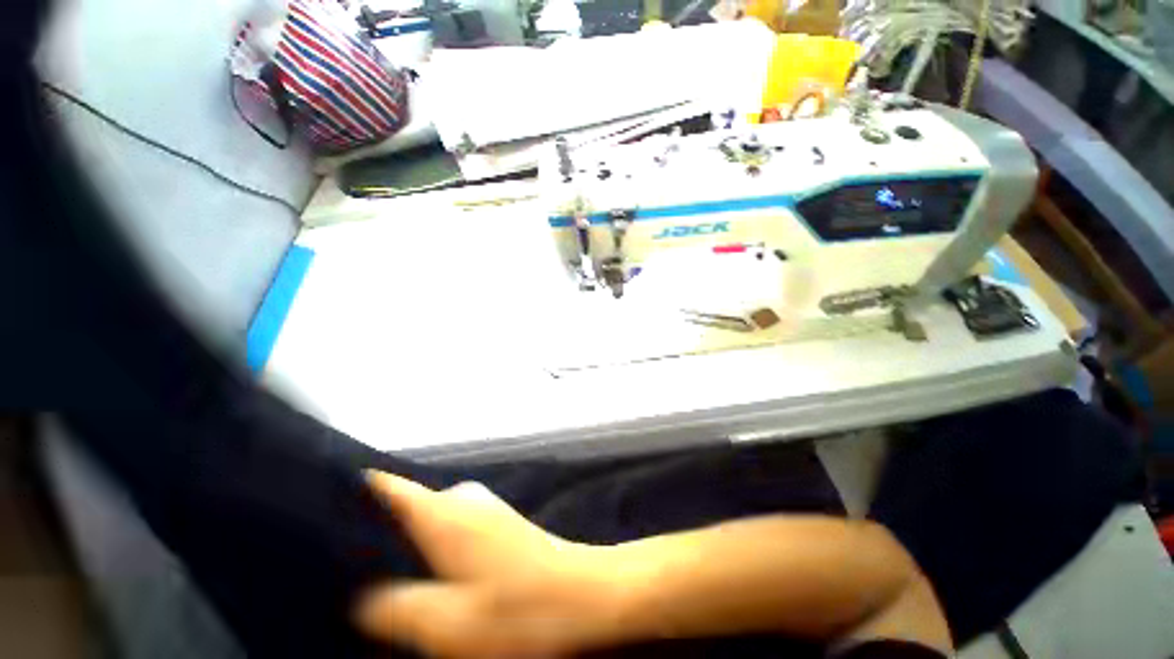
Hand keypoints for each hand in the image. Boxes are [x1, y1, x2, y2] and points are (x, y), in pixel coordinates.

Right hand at [356, 471, 622, 657]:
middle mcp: (461, 498)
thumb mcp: (446, 624)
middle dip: (372, 541)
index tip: (315, 520)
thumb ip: (393, 609)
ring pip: (424, 525)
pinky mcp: (494, 523)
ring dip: (403, 553)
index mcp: (443, 511)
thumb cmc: (520, 610)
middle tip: (342, 578)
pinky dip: (429, 556)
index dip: (345, 497)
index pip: (383, 487)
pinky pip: (447, 533)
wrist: (585, 595)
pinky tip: (426, 586)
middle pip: (400, 512)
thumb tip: (362, 597)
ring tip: (379, 589)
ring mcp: (481, 508)